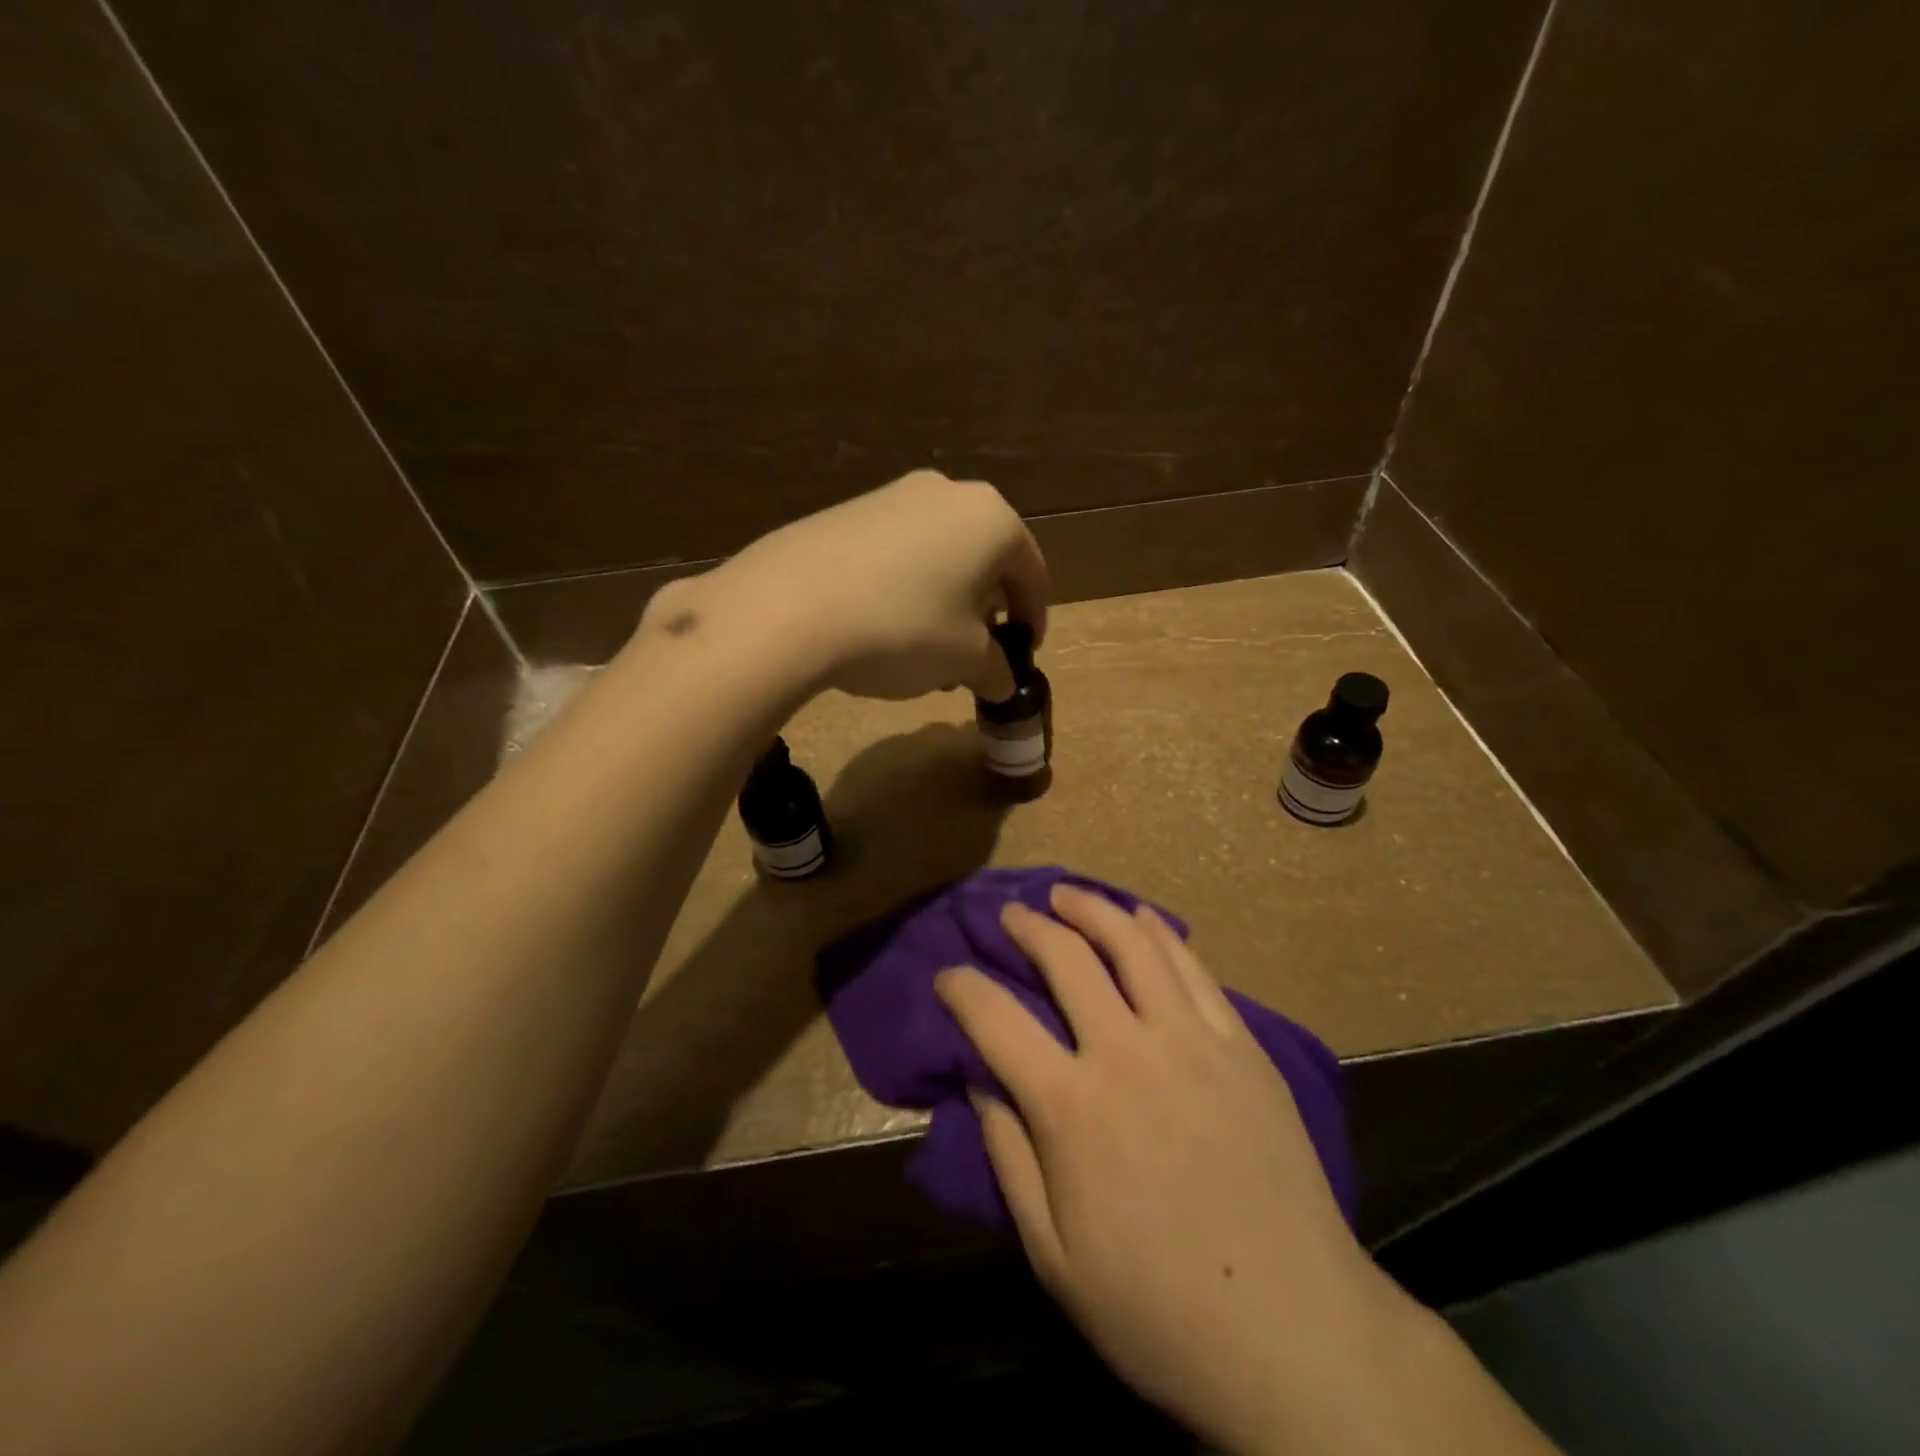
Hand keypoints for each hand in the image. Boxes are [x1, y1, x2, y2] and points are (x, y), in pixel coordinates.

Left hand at [643, 470, 1048, 701]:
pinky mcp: (849, 510)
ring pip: (940, 555)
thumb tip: (1002, 683)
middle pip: (985, 560)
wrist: (791, 606)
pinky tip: (884, 625)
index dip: (1033, 620)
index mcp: (993, 521)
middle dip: (985, 612)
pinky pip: (898, 551)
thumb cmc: (905, 628)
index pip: (1032, 574)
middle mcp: (949, 494)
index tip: (1023, 655)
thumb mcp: (964, 660)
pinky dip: (907, 586)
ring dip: (945, 602)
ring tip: (927, 651)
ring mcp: (894, 495)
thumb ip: (995, 670)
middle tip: (973, 658)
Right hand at [935, 885, 1412, 1453]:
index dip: (961, 987)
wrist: (1296, 1333)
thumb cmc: (1158, 1309)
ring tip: (1065, 894)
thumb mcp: (1052, 1255)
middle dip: (1026, 927)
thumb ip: (1007, 1155)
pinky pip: (1193, 969)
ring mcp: (1191, 1041)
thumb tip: (979, 1078)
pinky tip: (1140, 918)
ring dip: (1091, 908)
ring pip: (1132, 943)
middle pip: (1065, 958)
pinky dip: (1158, 932)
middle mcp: (1127, 1052)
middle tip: (1009, 915)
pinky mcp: (1241, 1045)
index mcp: (1071, 1107)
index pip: (995, 1019)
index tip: (946, 974)